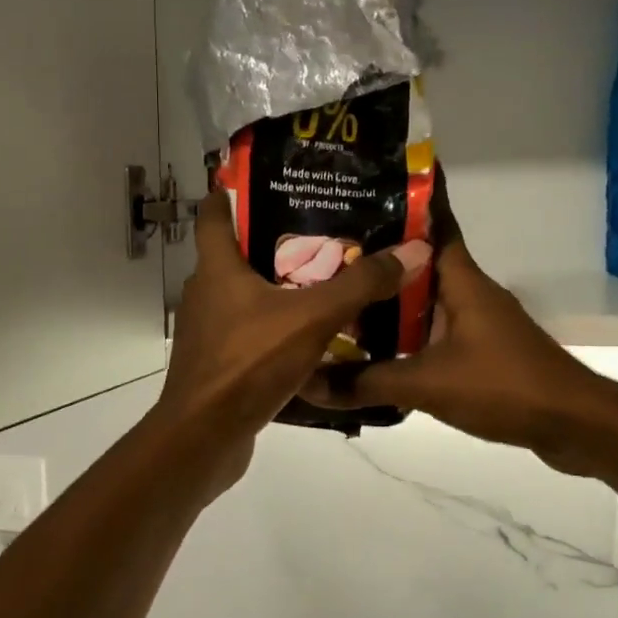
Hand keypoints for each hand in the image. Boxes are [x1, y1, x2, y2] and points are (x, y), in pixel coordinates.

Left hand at [151, 187, 432, 490]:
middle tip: (327, 230)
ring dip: (283, 288)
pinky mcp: (220, 364)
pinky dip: (280, 328)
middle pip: (239, 253)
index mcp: (217, 269)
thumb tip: (412, 250)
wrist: (204, 439)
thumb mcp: (311, 318)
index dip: (234, 191)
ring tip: (330, 280)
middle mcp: (207, 294)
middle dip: (279, 240)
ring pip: (249, 296)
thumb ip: (359, 285)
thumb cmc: (248, 364)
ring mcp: (211, 332)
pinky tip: (316, 336)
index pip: (214, 213)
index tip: (270, 179)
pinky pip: (254, 333)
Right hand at [304, 196, 617, 480]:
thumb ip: (366, 382)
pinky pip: (431, 328)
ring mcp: (475, 319)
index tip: (366, 179)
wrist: (572, 422)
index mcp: (461, 278)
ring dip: (387, 295)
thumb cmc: (504, 385)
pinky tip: (371, 344)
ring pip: (422, 296)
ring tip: (337, 293)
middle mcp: (468, 289)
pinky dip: (403, 330)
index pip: (434, 220)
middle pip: (416, 260)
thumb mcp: (428, 384)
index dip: (406, 196)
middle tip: (323, 246)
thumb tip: (309, 383)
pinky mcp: (478, 349)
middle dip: (376, 252)